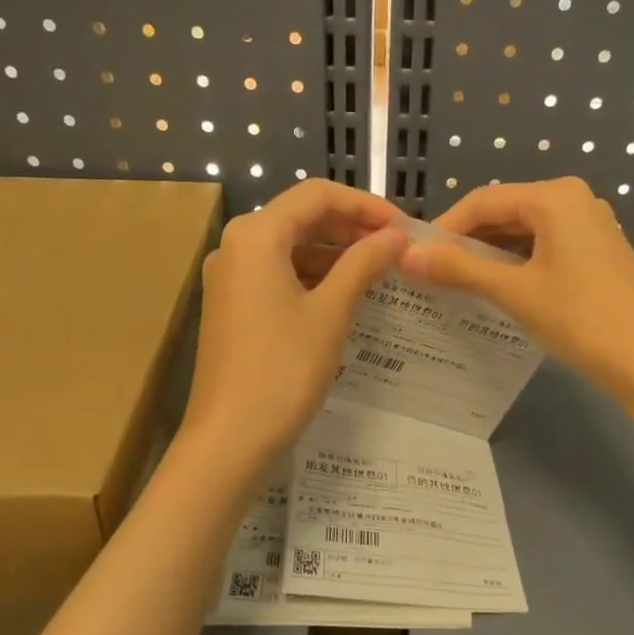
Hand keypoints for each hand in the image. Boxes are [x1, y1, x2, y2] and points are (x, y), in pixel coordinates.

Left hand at [182, 180, 408, 465]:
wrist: (230, 439)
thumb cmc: (283, 369)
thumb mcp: (331, 312)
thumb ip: (364, 264)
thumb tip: (397, 235)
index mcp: (256, 235)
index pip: (316, 195)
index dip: (364, 204)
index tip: (403, 227)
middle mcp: (236, 246)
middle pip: (301, 217)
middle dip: (351, 226)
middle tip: (396, 247)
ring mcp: (231, 278)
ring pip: (291, 247)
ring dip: (335, 252)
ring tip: (379, 270)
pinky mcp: (234, 306)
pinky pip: (279, 274)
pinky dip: (315, 276)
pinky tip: (346, 294)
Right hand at [399, 178, 633, 405]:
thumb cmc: (581, 319)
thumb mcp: (515, 292)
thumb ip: (459, 269)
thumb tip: (407, 256)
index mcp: (555, 196)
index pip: (483, 200)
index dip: (445, 227)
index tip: (413, 256)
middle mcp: (574, 200)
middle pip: (505, 212)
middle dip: (466, 241)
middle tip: (431, 272)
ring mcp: (591, 226)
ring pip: (524, 232)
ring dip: (489, 255)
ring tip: (456, 284)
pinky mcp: (598, 252)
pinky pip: (545, 247)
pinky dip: (516, 264)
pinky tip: (497, 289)